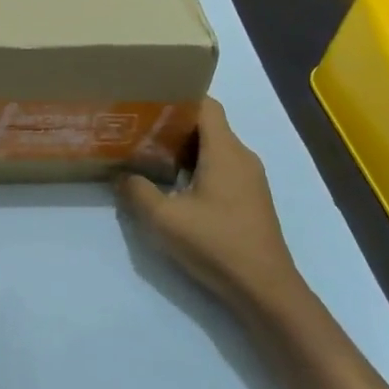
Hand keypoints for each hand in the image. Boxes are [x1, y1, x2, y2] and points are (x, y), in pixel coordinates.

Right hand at [117, 98, 303, 310]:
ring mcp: (250, 180)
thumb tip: (122, 176)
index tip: (148, 102)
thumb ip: (138, 191)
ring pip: (214, 149)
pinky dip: (198, 168)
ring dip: (185, 150)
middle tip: (140, 129)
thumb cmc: (217, 244)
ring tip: (150, 156)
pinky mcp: (251, 200)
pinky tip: (175, 187)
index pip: (206, 105)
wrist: (265, 290)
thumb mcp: (164, 219)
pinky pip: (222, 169)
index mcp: (225, 151)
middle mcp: (242, 157)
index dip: (179, 98)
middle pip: (208, 126)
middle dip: (174, 124)